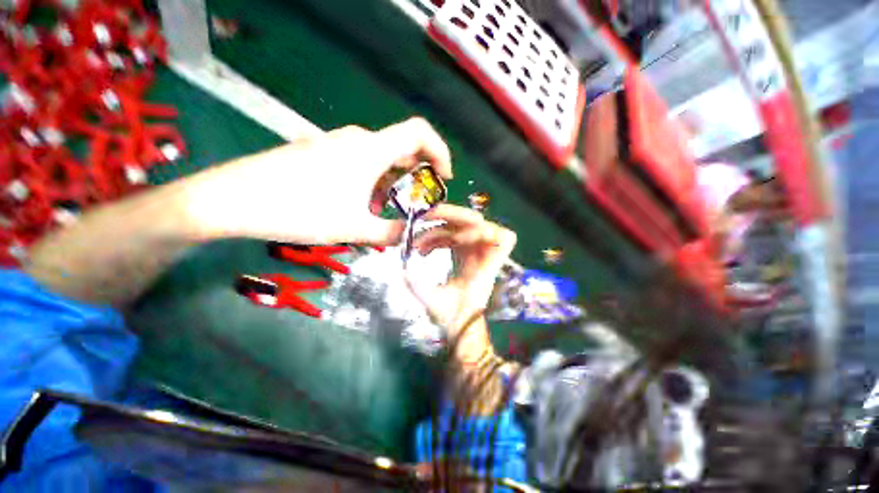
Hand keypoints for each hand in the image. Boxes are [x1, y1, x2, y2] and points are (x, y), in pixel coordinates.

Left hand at [183, 118, 451, 244]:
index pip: (419, 133)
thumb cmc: (298, 210)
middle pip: (402, 149)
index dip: (440, 151)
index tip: (445, 178)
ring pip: (381, 159)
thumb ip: (391, 233)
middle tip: (418, 204)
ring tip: (386, 211)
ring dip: (393, 183)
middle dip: (417, 177)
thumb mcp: (353, 228)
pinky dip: (374, 182)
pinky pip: (361, 162)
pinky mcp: (323, 152)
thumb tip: (413, 236)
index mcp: (370, 150)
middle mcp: (357, 139)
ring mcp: (337, 144)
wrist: (232, 200)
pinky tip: (362, 204)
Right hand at [405, 204, 516, 337]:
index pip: (503, 238)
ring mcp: (475, 253)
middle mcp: (483, 256)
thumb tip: (404, 268)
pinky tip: (424, 248)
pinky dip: (438, 237)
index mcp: (485, 268)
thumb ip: (419, 287)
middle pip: (478, 221)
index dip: (483, 231)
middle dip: (451, 215)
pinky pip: (454, 236)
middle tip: (426, 218)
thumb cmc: (456, 320)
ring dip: (439, 229)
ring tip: (418, 243)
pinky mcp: (466, 254)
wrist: (462, 329)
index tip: (456, 239)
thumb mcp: (436, 304)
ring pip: (462, 227)